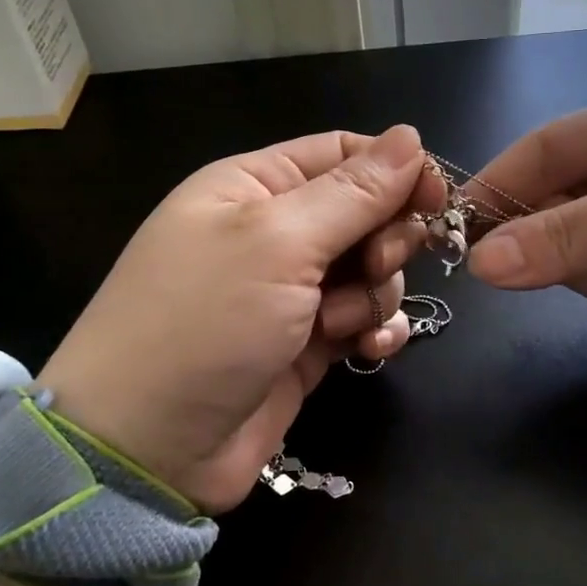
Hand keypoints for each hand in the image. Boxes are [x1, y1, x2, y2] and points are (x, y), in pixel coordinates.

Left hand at [38, 125, 443, 510]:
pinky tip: (368, 348)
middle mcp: (275, 232)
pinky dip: (376, 330)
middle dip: (385, 238)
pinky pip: (365, 319)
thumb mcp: (279, 241)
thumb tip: (411, 136)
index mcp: (255, 185)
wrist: (148, 449)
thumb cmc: (204, 322)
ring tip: (340, 323)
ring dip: (374, 293)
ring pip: (373, 270)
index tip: (438, 196)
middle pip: (366, 212)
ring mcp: (292, 291)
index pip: (343, 154)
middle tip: (375, 265)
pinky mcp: (307, 343)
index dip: (396, 169)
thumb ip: (354, 191)